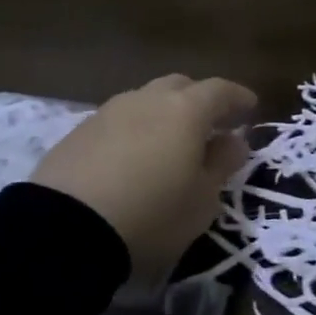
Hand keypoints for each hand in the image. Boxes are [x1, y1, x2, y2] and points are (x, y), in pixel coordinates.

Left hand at [32, 73, 255, 279]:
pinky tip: (133, 155)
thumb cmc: (151, 215)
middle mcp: (147, 99)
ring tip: (169, 142)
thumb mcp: (200, 200)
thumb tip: (233, 140)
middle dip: (199, 100)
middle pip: (180, 86)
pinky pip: (119, 120)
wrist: (65, 229)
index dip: (238, 97)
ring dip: (163, 114)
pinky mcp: (79, 130)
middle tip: (211, 124)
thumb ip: (221, 164)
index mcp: (185, 110)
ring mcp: (109, 111)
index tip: (250, 107)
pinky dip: (135, 130)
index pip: (219, 90)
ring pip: (146, 100)